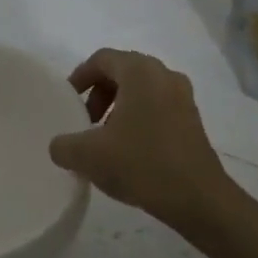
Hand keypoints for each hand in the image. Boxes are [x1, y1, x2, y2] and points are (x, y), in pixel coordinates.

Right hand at [49, 49, 240, 232]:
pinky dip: (138, 118)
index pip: (102, 59)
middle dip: (99, 93)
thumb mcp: (88, 156)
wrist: (198, 198)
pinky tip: (129, 150)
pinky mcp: (193, 120)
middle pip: (122, 71)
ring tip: (105, 137)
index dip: (79, 76)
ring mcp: (183, 97)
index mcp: (140, 72)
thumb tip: (59, 146)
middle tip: (85, 120)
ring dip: (118, 107)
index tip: (68, 101)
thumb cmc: (141, 164)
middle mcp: (165, 75)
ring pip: (141, 90)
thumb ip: (63, 145)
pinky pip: (157, 106)